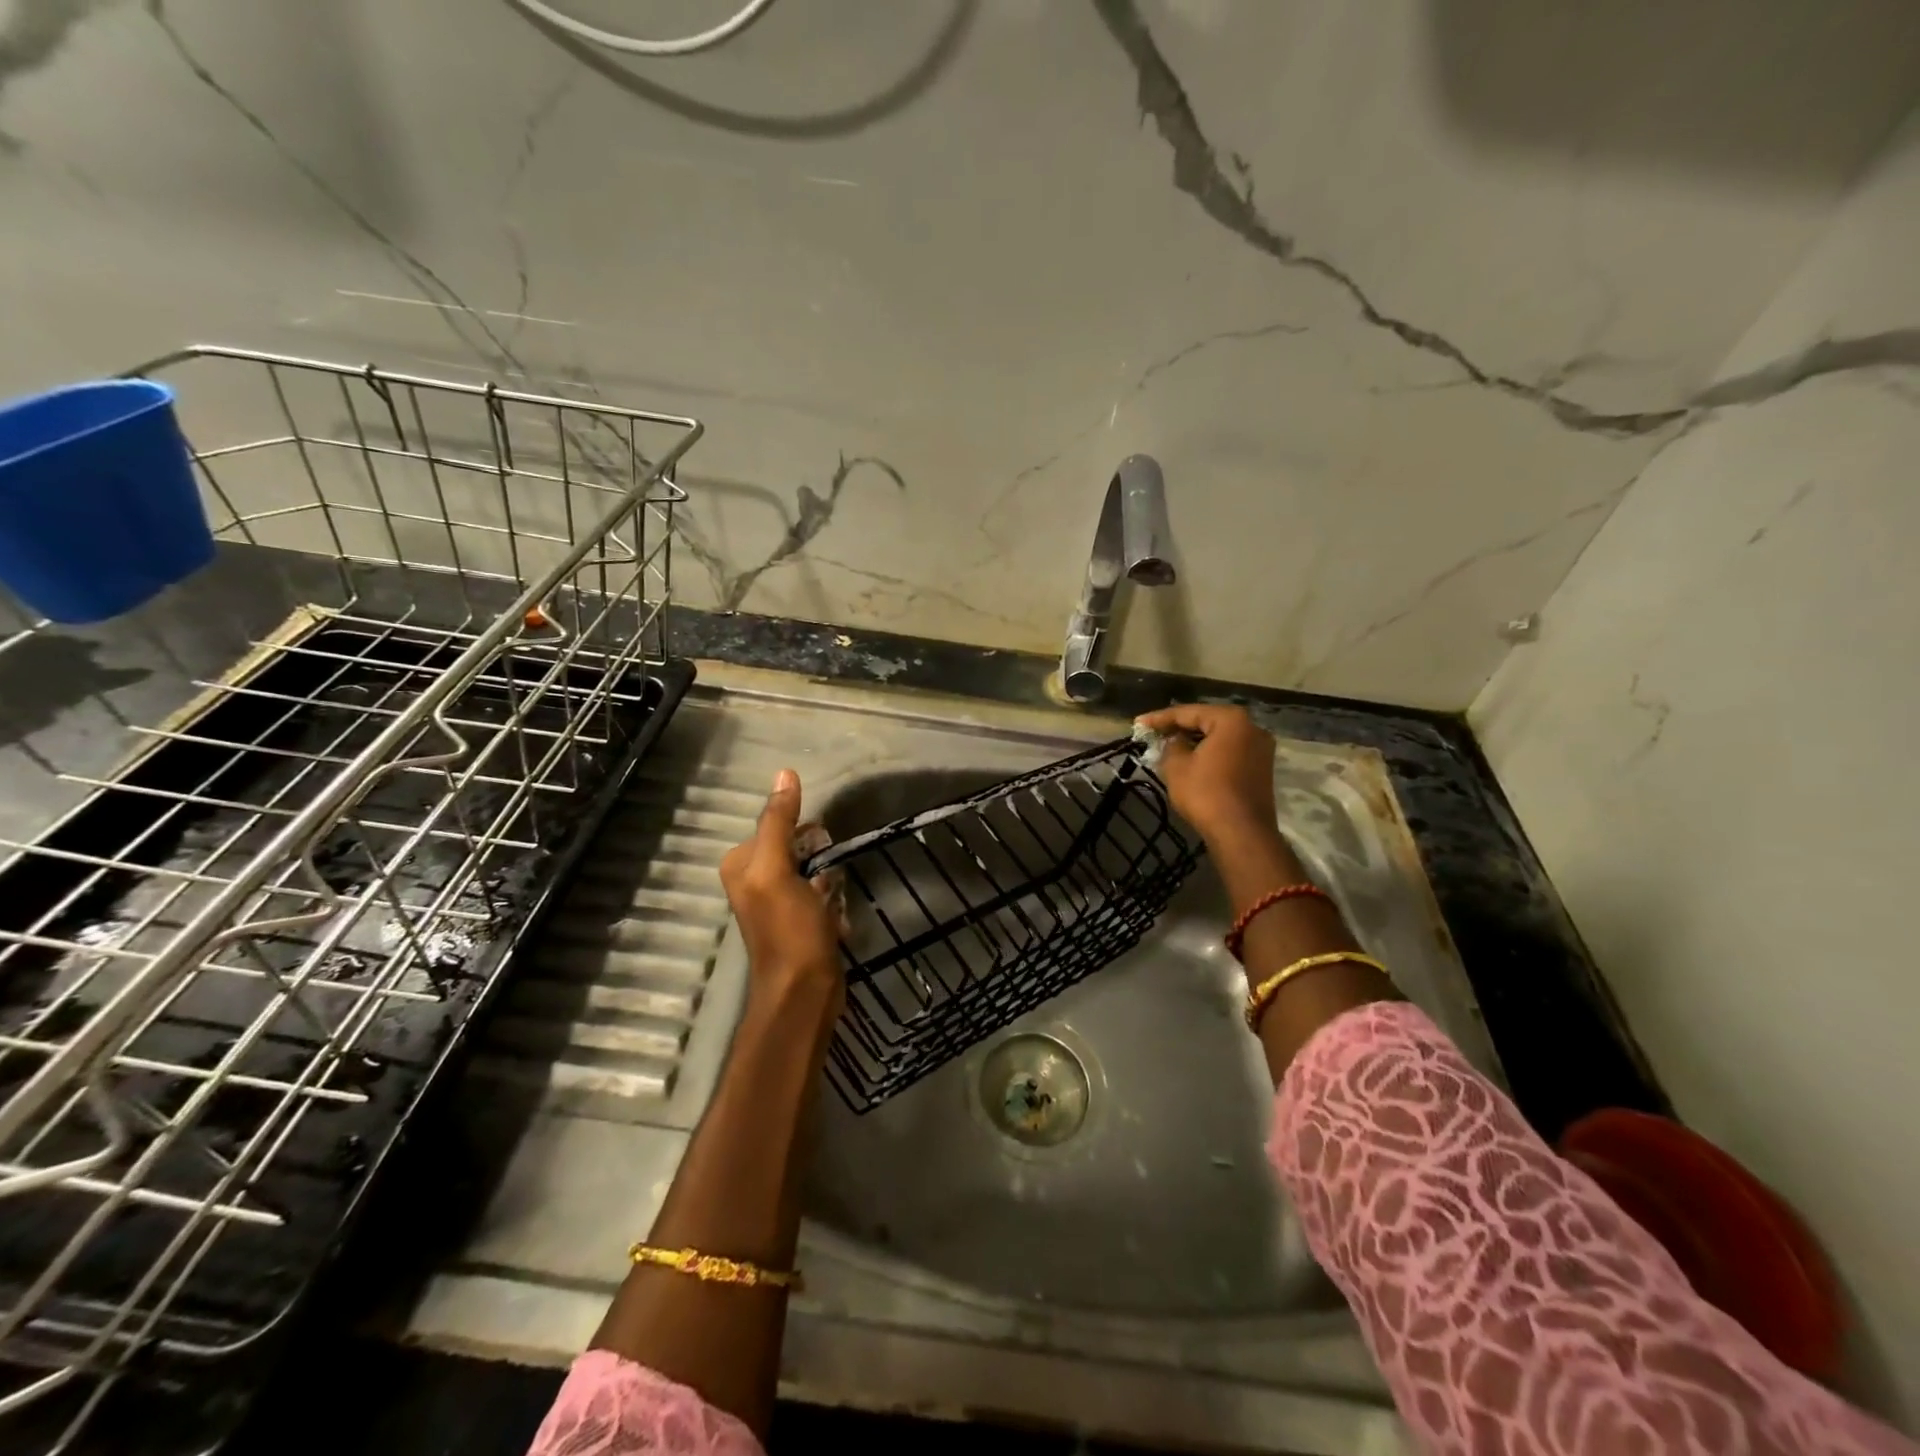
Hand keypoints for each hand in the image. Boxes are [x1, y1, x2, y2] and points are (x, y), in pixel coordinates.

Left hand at [720, 769, 844, 1009]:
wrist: (804, 993)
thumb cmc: (789, 929)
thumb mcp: (778, 870)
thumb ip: (779, 822)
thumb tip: (784, 774)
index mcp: (741, 864)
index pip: (775, 824)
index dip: (802, 829)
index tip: (823, 841)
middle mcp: (754, 880)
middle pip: (794, 844)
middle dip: (817, 852)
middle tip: (829, 868)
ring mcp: (778, 901)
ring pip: (811, 867)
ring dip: (828, 874)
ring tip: (834, 893)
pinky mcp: (800, 920)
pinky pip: (820, 891)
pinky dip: (832, 896)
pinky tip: (839, 912)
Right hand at [1135, 704, 1284, 854]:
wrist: (1241, 833)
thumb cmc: (1206, 793)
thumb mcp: (1177, 766)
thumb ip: (1172, 745)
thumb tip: (1175, 741)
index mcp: (1231, 720)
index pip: (1188, 712)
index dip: (1160, 718)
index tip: (1138, 723)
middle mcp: (1252, 728)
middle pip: (1207, 722)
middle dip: (1179, 727)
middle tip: (1153, 732)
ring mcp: (1261, 749)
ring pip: (1220, 738)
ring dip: (1195, 741)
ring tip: (1169, 746)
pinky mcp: (1261, 769)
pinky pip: (1230, 752)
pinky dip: (1210, 753)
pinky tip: (1191, 760)